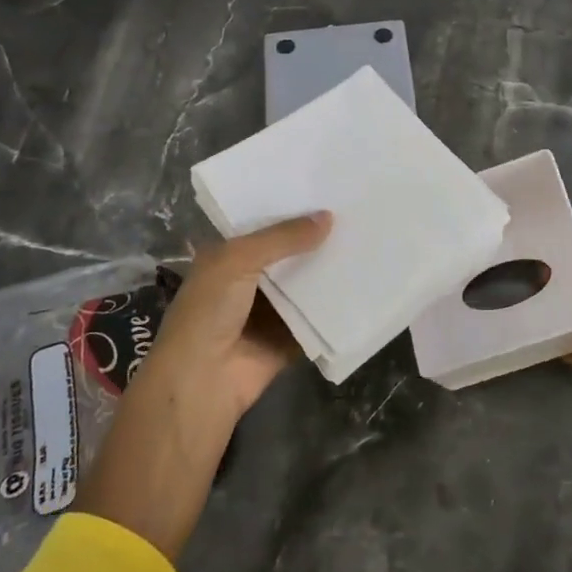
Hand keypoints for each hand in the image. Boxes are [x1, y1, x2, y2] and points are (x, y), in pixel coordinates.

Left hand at [74, 211, 330, 561]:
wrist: (203, 382)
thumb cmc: (208, 312)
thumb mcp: (239, 261)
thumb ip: (283, 238)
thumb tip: (329, 217)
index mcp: (227, 258)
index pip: (262, 226)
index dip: (289, 209)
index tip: (326, 190)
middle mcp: (248, 281)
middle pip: (288, 254)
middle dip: (315, 239)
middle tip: (357, 213)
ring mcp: (269, 312)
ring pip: (305, 284)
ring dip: (328, 270)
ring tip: (368, 241)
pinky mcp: (289, 338)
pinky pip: (317, 317)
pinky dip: (336, 306)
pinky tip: (365, 283)